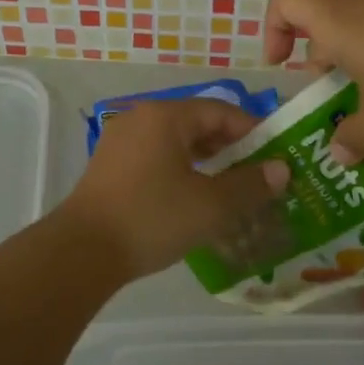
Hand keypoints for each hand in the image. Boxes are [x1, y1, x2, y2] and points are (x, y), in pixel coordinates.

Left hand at [59, 97, 289, 279]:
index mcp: (166, 117)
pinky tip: (193, 197)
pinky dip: (181, 170)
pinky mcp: (110, 166)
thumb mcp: (211, 206)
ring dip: (206, 160)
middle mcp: (141, 119)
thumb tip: (282, 170)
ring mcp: (121, 141)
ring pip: (176, 142)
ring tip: (231, 187)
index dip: (254, 132)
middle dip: (231, 147)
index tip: (277, 156)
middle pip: (197, 124)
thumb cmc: (152, 219)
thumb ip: (250, 185)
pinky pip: (156, 157)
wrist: (81, 252)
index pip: (221, 112)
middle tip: (258, 173)